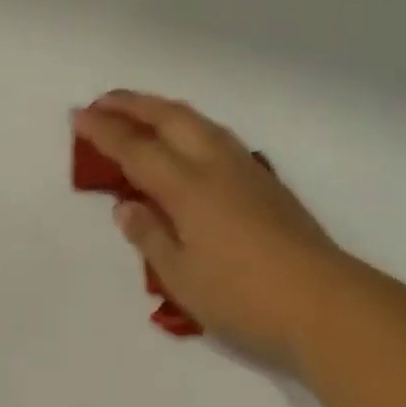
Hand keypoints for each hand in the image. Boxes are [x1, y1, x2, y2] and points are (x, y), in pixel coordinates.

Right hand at [74, 92, 364, 364]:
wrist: (326, 304)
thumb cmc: (245, 298)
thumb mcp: (183, 277)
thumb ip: (150, 237)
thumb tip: (127, 206)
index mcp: (189, 187)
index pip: (137, 148)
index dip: (105, 131)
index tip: (79, 115)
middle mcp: (217, 166)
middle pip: (171, 118)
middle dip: (134, 105)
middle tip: (104, 102)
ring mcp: (248, 171)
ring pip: (200, 123)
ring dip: (165, 111)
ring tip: (142, 114)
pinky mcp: (269, 184)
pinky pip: (219, 138)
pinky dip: (191, 128)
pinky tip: (189, 144)